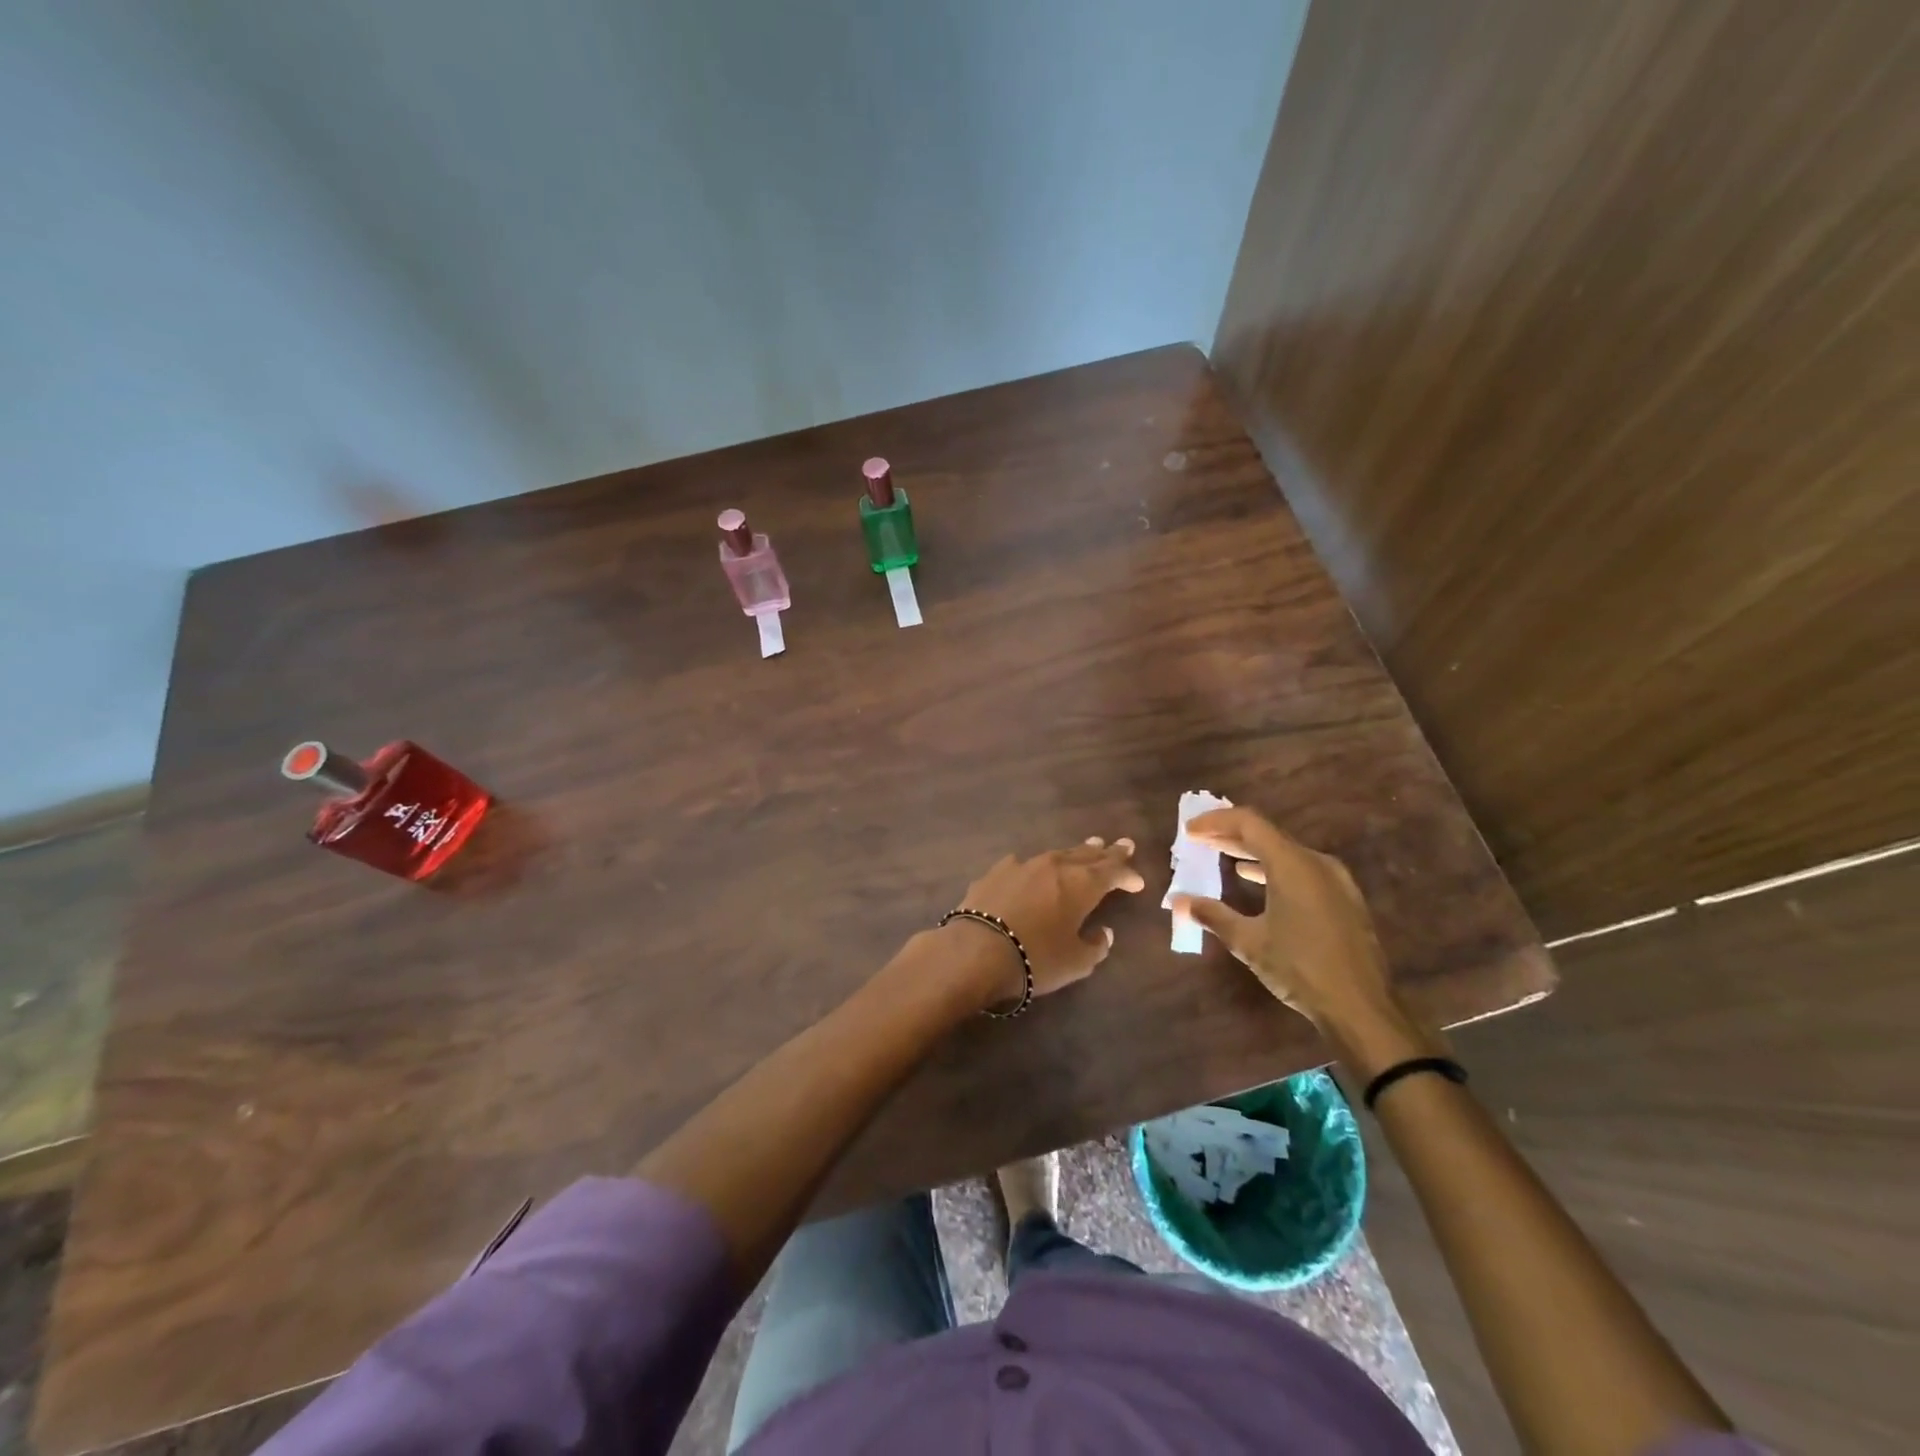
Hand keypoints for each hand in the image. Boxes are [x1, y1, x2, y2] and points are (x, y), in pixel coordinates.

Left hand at [950, 837, 1146, 1005]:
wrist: (976, 950)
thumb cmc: (1035, 958)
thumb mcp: (1076, 962)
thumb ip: (1095, 946)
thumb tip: (1103, 933)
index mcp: (1082, 884)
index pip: (1112, 872)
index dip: (1127, 875)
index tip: (1137, 882)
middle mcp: (1055, 866)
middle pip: (1087, 855)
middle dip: (1106, 853)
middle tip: (1121, 845)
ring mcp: (1023, 865)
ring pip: (1057, 854)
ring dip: (1075, 853)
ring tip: (1087, 847)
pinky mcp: (996, 871)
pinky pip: (1025, 864)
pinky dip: (1037, 866)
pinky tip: (1034, 867)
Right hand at [1169, 806, 1394, 1032]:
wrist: (1361, 1008)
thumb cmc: (1300, 968)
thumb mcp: (1249, 942)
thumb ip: (1213, 915)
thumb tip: (1180, 901)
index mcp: (1292, 864)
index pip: (1248, 823)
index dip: (1216, 821)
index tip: (1190, 829)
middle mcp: (1316, 863)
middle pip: (1268, 834)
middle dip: (1230, 835)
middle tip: (1200, 839)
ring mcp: (1336, 881)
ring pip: (1286, 853)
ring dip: (1252, 853)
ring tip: (1224, 858)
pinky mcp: (1344, 899)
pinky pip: (1302, 870)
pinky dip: (1273, 869)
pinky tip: (1258, 884)